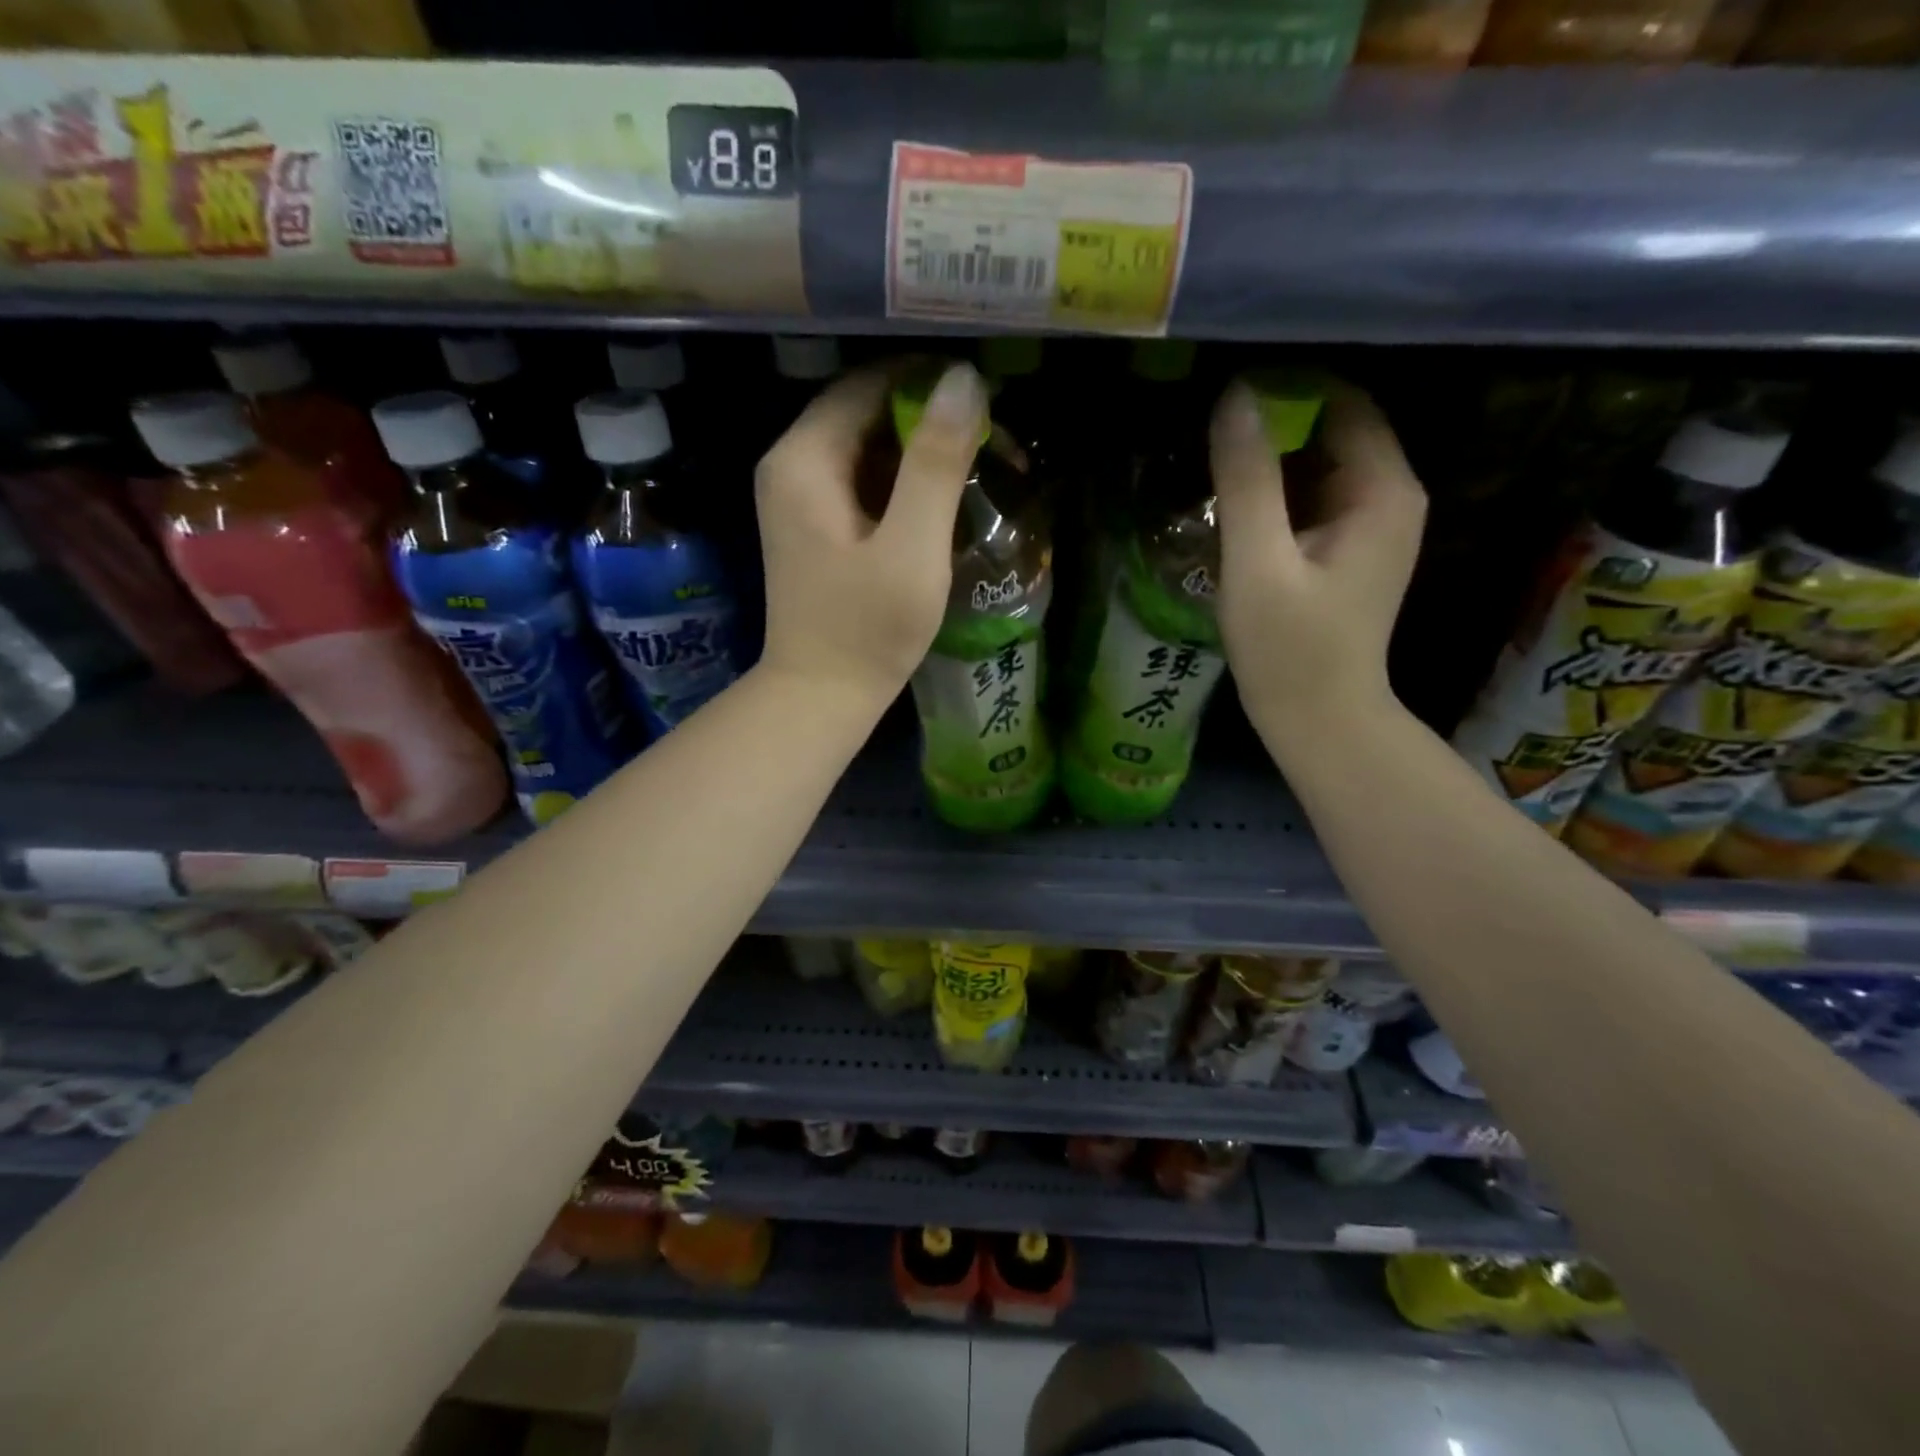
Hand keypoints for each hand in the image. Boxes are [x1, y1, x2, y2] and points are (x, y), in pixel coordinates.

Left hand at [755, 361, 987, 710]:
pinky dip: (901, 482)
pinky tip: (940, 500)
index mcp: (805, 457)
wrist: (821, 697)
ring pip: (866, 446)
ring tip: (976, 466)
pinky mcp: (812, 524)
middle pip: (866, 411)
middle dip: (928, 418)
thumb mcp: (912, 547)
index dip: (929, 383)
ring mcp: (797, 496)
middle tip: (991, 441)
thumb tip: (964, 379)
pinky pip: (861, 480)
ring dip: (919, 451)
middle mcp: (790, 464)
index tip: (986, 403)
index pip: (869, 383)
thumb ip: (936, 463)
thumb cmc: (867, 630)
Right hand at [1210, 379, 1427, 754]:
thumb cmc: (1289, 648)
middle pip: (1331, 428)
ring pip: (1317, 464)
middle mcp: (1389, 495)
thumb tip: (1235, 396)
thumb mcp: (1258, 562)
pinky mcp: (1347, 549)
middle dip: (1273, 423)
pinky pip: (1311, 498)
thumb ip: (1247, 479)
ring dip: (1268, 459)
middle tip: (1207, 430)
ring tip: (1211, 461)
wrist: (1318, 719)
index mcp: (1382, 488)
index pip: (1342, 401)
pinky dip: (1274, 492)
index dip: (1286, 387)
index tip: (1224, 394)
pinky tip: (1231, 503)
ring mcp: (1370, 524)